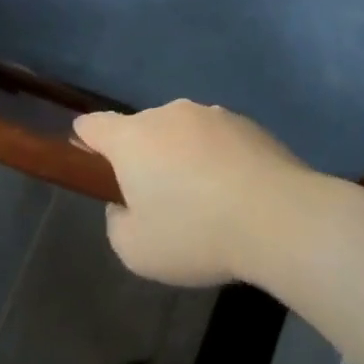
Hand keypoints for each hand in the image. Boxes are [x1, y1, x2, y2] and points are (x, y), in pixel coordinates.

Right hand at [74, 101, 319, 286]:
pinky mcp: (249, 124)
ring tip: (204, 201)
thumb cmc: (195, 233)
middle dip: (142, 157)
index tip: (87, 157)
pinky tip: (234, 195)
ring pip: (183, 133)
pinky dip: (217, 160)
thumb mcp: (135, 249)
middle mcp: (171, 114)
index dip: (85, 140)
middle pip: (143, 130)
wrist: (278, 216)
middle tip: (156, 200)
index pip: (95, 125)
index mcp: (134, 137)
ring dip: (183, 157)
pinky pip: (218, 140)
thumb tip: (128, 203)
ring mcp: (214, 115)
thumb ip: (118, 222)